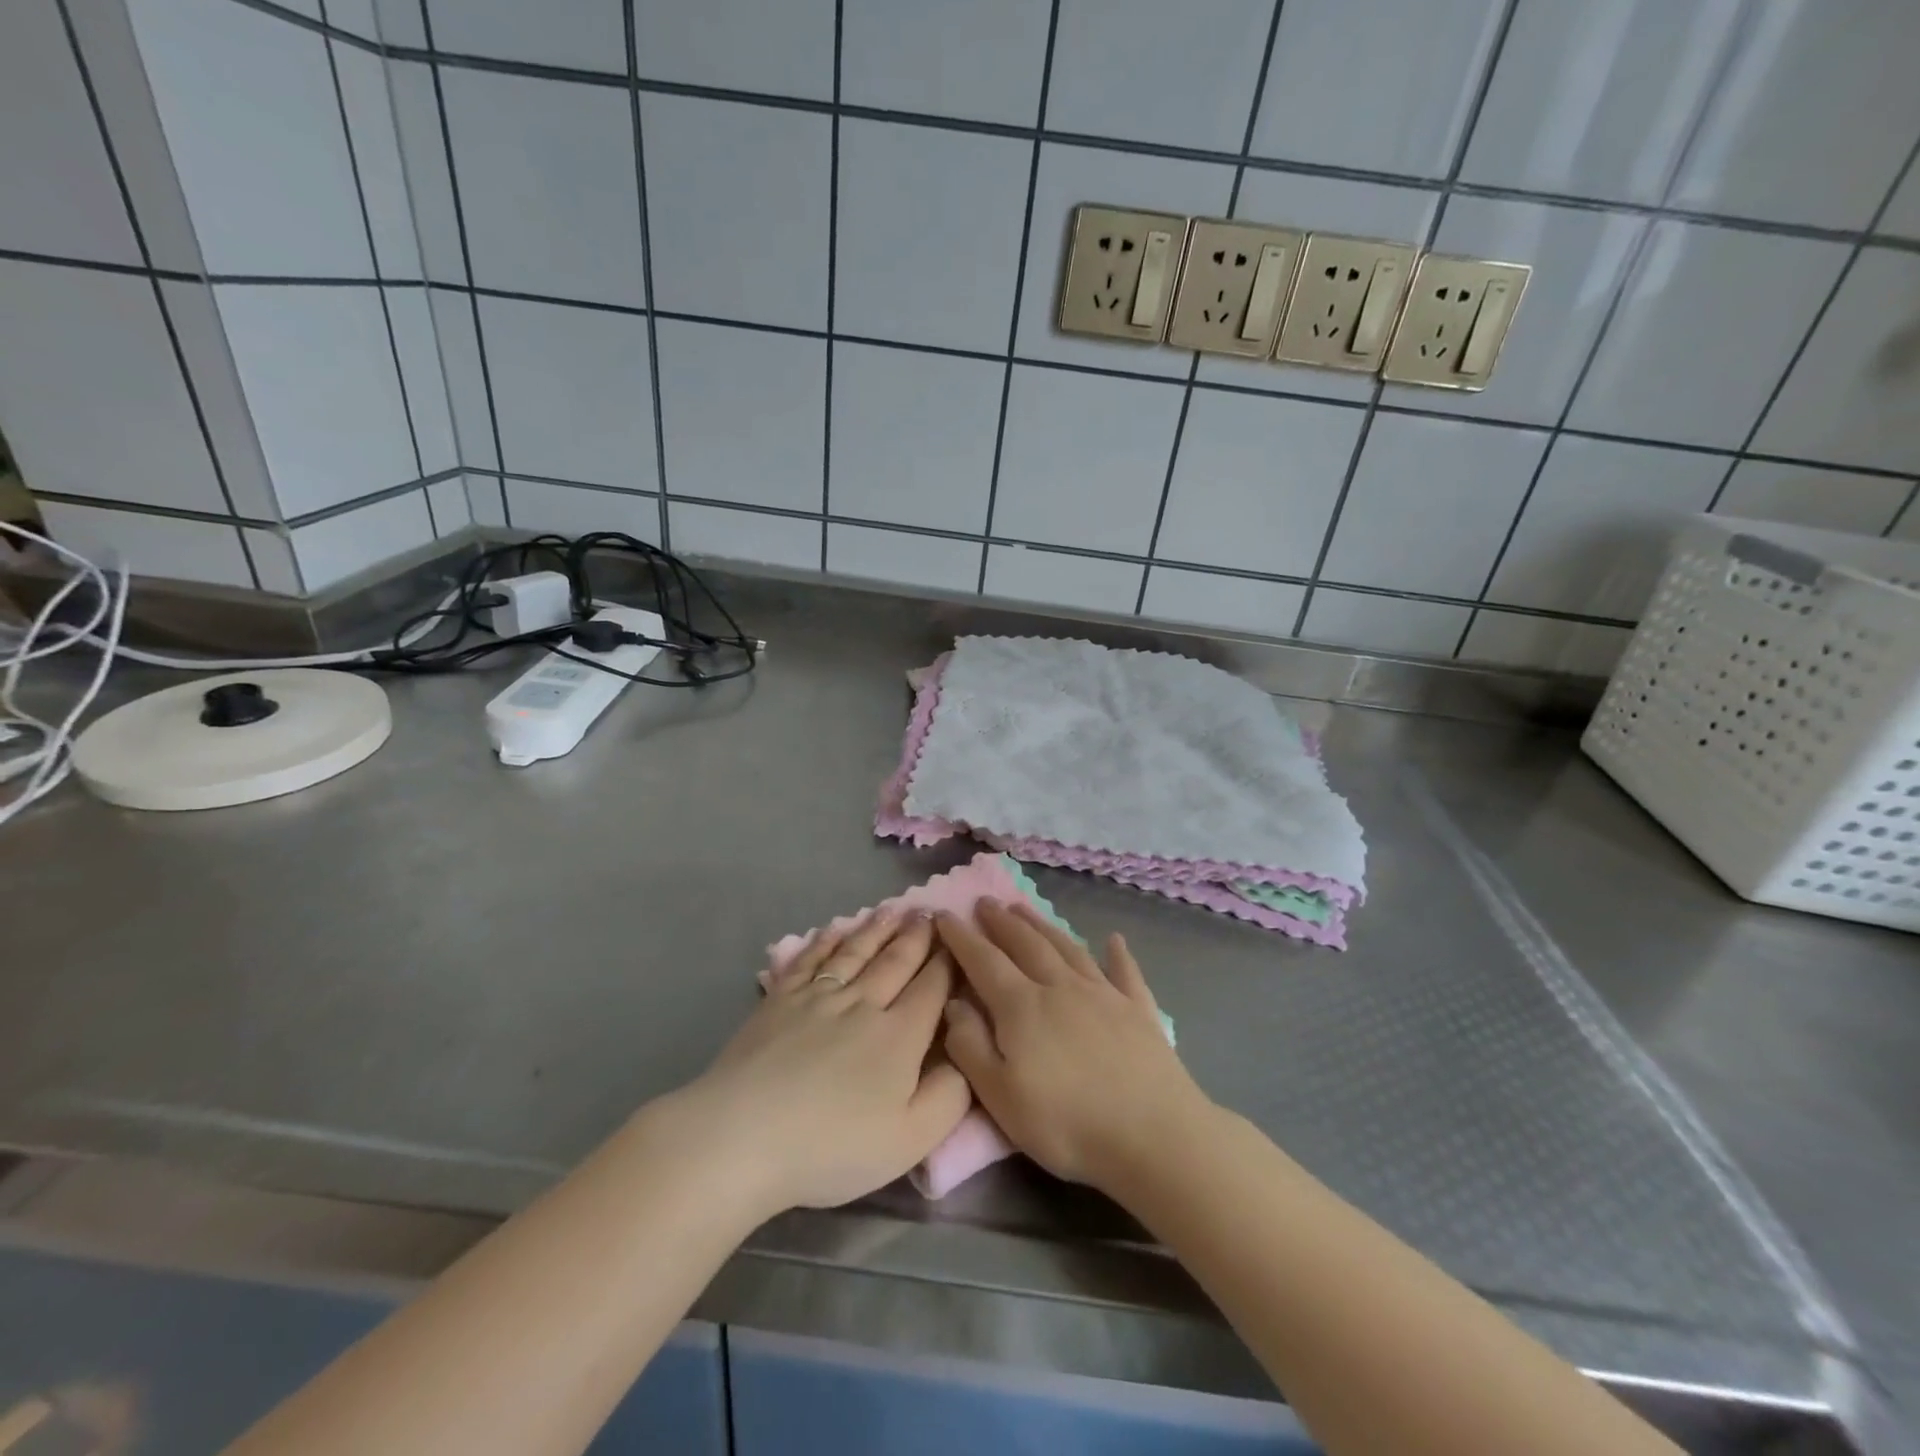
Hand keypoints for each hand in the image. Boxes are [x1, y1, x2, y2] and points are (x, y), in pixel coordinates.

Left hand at [668, 910, 971, 1217]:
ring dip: (876, 929)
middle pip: (896, 961)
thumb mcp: (910, 1140)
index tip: (958, 938)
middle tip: (928, 912)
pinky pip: (810, 960)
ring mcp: (818, 997)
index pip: (933, 987)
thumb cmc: (832, 1146)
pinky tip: (833, 930)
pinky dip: (825, 942)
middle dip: (916, 936)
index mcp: (900, 1035)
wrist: (744, 1135)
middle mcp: (863, 1004)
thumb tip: (967, 1055)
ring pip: (855, 953)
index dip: (949, 961)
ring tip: (892, 910)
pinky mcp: (780, 1000)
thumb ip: (950, 1096)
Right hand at [936, 900, 1212, 1192]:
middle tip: (986, 901)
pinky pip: (1125, 972)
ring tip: (1025, 909)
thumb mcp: (1000, 1096)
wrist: (1153, 1136)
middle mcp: (1060, 987)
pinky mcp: (1138, 1010)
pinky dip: (1119, 954)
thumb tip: (953, 1002)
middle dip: (1001, 921)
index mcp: (1022, 1006)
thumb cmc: (1066, 1123)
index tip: (943, 914)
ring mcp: (1103, 994)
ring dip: (1043, 926)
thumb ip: (970, 1046)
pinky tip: (1114, 940)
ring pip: (1067, 948)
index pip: (983, 961)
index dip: (961, 936)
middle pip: (1026, 944)